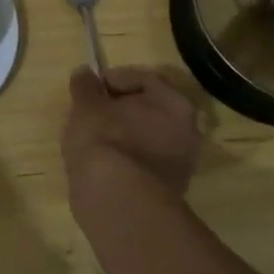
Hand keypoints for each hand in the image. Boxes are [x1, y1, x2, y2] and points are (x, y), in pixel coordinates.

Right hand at [62, 66, 202, 197]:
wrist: (116, 200)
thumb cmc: (104, 140)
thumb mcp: (85, 106)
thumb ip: (85, 86)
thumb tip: (85, 73)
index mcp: (174, 103)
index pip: (145, 79)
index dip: (114, 79)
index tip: (91, 89)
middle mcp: (189, 131)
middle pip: (151, 110)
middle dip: (122, 109)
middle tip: (93, 114)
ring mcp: (182, 164)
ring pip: (149, 138)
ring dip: (126, 135)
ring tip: (96, 141)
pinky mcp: (169, 190)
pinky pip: (145, 163)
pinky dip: (128, 159)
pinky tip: (105, 165)